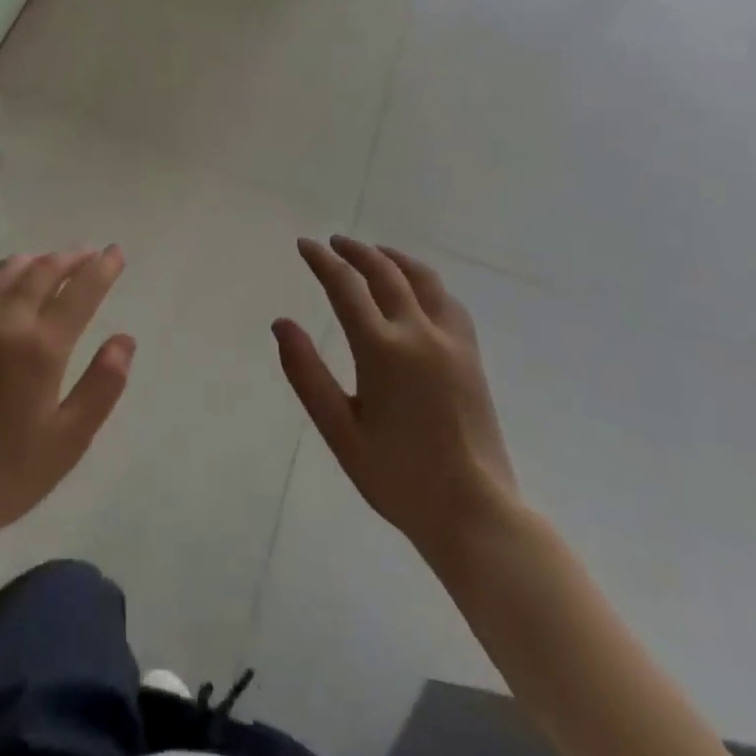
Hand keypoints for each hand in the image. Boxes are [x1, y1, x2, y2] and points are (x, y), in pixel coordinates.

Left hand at [0, 248, 133, 550]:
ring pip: (8, 271)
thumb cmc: (10, 471)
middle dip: (72, 258)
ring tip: (54, 264)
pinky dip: (2, 275)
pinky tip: (9, 284)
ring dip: (37, 261)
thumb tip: (125, 339)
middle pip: (43, 270)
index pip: (79, 290)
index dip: (102, 268)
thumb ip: (103, 384)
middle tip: (90, 255)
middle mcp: (4, 322)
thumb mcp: (70, 438)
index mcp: (40, 347)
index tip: (116, 253)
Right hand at [275, 235, 519, 563]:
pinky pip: (448, 301)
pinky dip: (424, 282)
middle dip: (355, 251)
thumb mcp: (339, 430)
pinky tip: (416, 289)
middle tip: (333, 243)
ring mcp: (451, 342)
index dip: (322, 262)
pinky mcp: (472, 356)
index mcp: (382, 350)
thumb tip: (281, 324)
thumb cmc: (398, 477)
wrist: (475, 512)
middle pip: (385, 272)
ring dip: (393, 258)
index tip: (304, 245)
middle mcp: (419, 334)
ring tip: (374, 253)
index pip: (345, 287)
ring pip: (423, 279)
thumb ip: (307, 373)